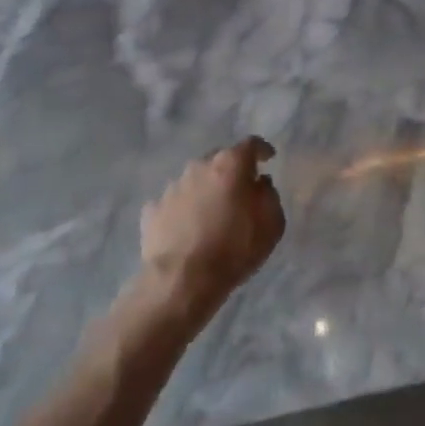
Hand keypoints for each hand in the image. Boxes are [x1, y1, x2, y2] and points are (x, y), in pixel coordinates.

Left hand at [140, 137, 285, 322]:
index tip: (268, 158)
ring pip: (195, 180)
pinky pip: (174, 203)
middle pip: (219, 160)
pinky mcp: (153, 210)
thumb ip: (269, 196)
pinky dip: (183, 210)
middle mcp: (198, 167)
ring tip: (212, 215)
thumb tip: (260, 183)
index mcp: (230, 165)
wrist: (183, 280)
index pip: (251, 145)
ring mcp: (172, 187)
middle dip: (231, 171)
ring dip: (205, 191)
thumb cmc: (235, 249)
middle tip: (240, 191)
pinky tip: (187, 229)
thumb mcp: (272, 224)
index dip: (262, 150)